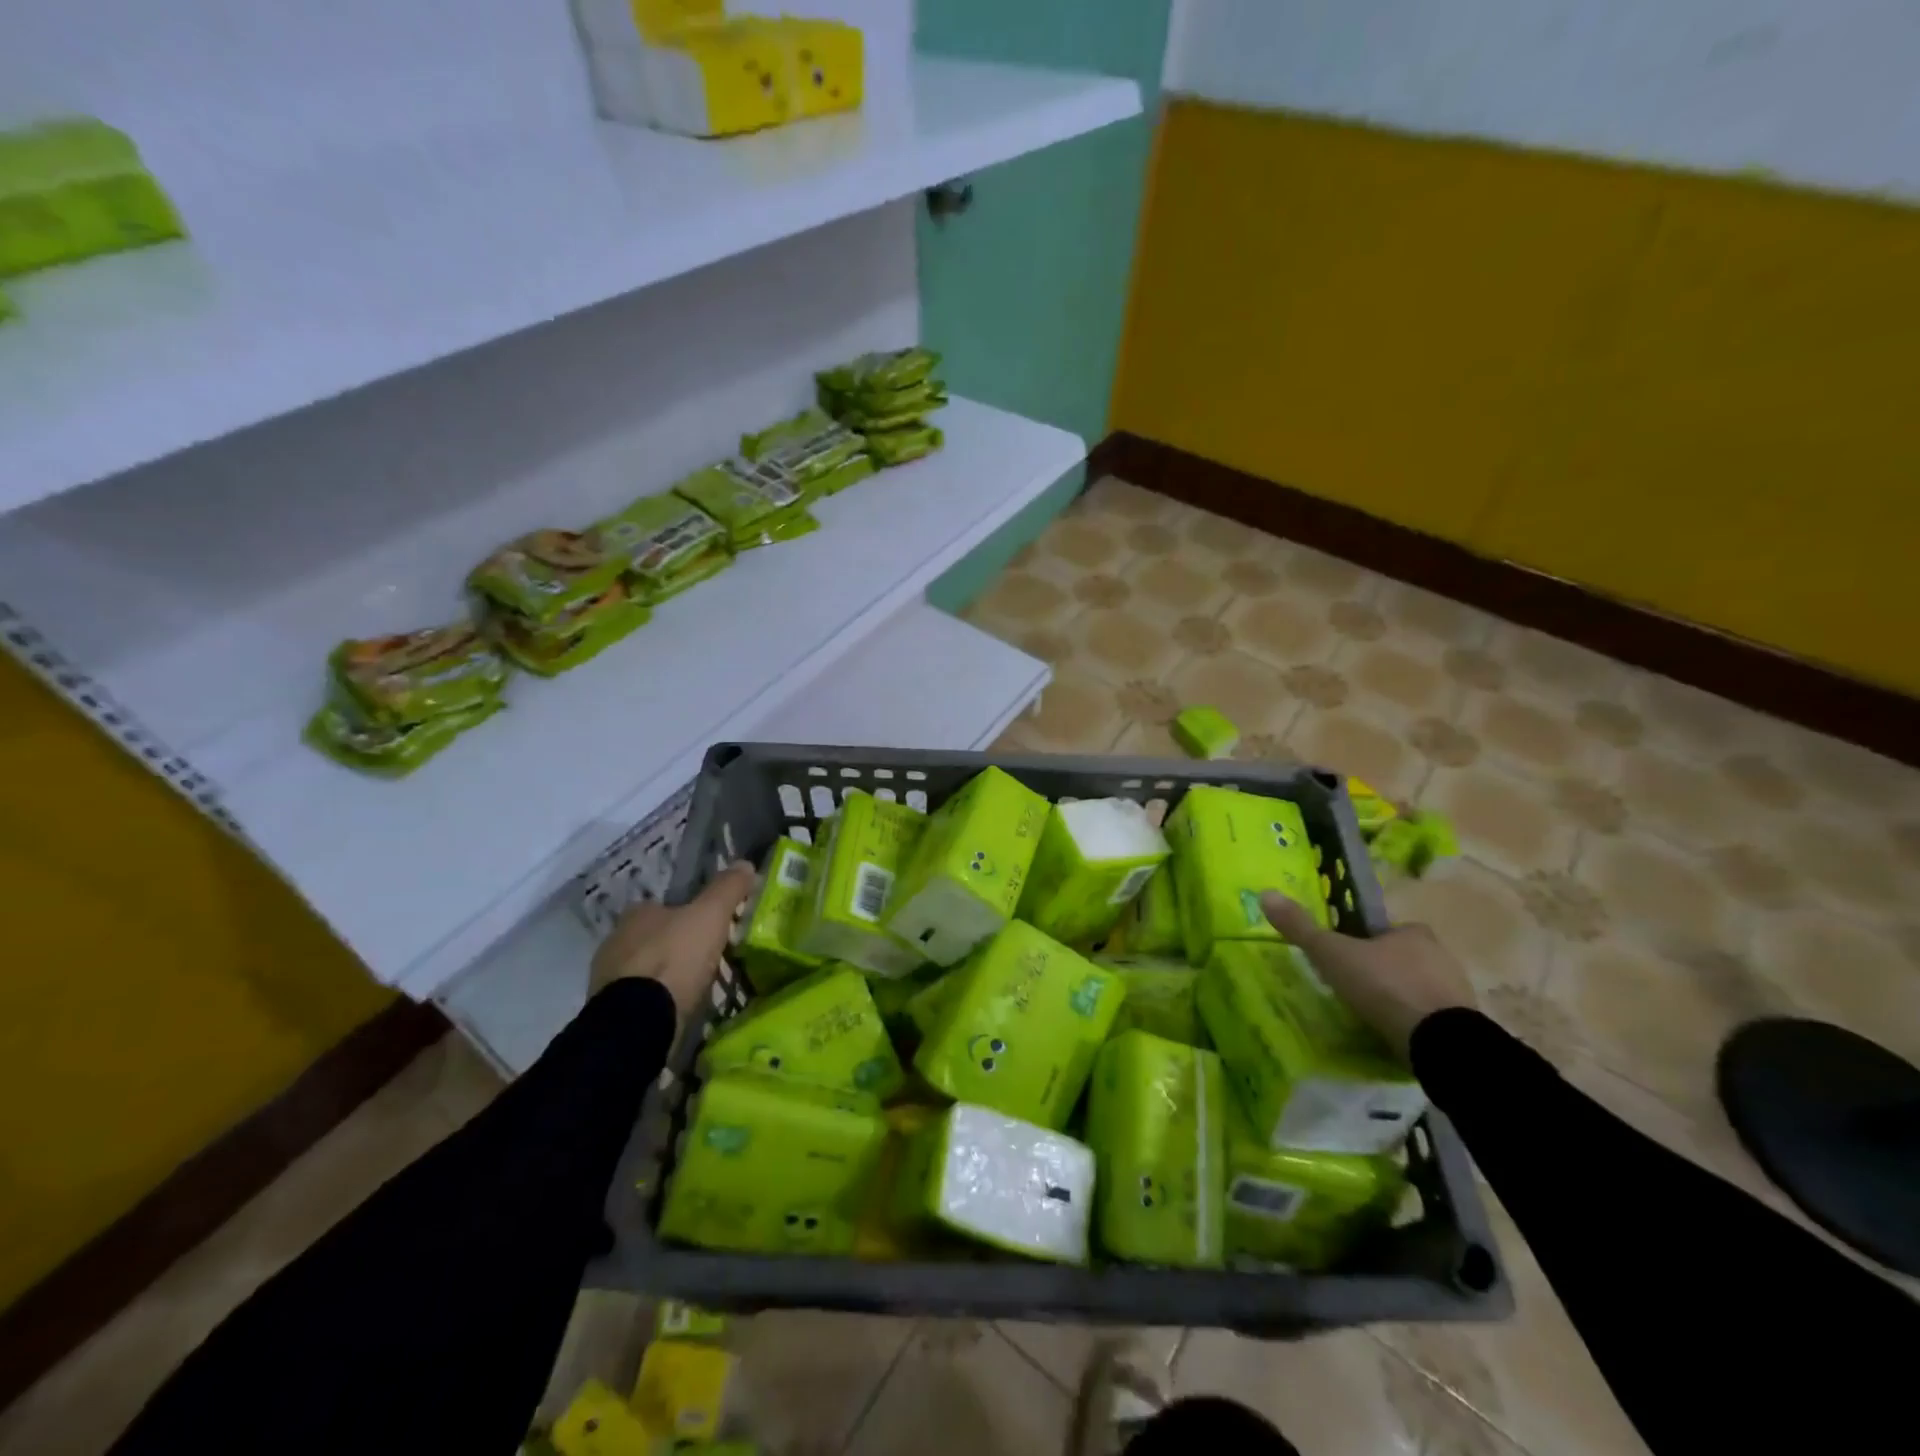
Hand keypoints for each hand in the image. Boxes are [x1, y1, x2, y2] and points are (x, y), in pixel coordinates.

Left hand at [590, 862, 755, 1021]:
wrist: (639, 1021)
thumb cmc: (675, 958)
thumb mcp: (710, 915)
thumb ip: (727, 888)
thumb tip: (745, 864)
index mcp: (635, 914)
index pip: (661, 907)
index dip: (686, 914)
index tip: (708, 927)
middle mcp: (614, 942)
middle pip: (652, 938)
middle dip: (675, 946)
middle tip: (705, 959)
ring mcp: (607, 979)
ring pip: (643, 970)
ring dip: (664, 976)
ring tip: (694, 988)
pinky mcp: (609, 1012)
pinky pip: (638, 999)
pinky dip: (655, 1001)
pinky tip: (676, 1009)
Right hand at [1260, 891, 1473, 1057]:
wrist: (1440, 1042)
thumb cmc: (1384, 986)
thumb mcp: (1332, 954)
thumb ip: (1301, 928)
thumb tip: (1265, 893)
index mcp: (1413, 931)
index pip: (1380, 931)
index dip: (1359, 943)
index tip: (1342, 962)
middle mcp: (1441, 954)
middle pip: (1399, 958)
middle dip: (1378, 971)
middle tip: (1351, 991)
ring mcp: (1456, 991)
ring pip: (1416, 988)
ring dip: (1396, 998)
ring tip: (1370, 1017)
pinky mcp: (1463, 1025)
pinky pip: (1430, 1017)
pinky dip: (1412, 1022)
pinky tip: (1394, 1035)